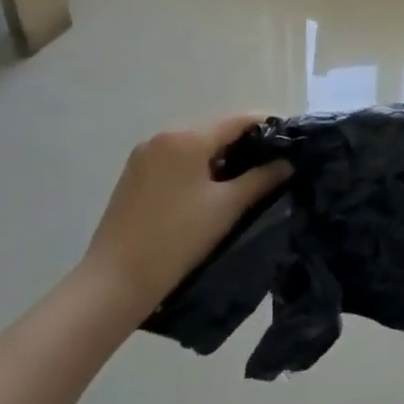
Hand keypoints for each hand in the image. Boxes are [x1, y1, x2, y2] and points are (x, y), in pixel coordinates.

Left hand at [80, 114, 291, 320]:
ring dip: (218, 160)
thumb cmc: (176, 239)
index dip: (266, 128)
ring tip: (243, 183)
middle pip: (214, 133)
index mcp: (186, 138)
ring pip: (193, 149)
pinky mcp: (132, 176)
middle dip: (242, 147)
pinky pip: (174, 162)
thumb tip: (286, 163)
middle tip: (269, 168)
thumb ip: (261, 179)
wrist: (114, 282)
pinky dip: (195, 170)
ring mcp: (143, 156)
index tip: (289, 144)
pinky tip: (207, 194)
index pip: (237, 121)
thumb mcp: (226, 207)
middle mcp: (163, 137)